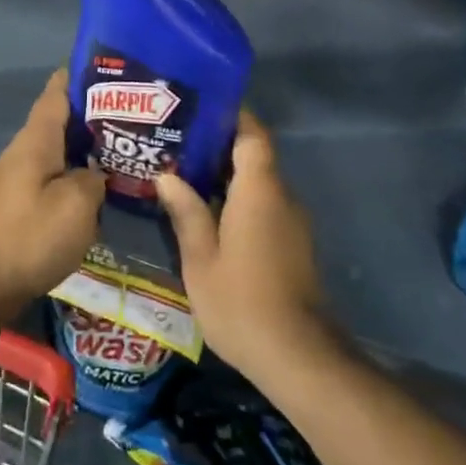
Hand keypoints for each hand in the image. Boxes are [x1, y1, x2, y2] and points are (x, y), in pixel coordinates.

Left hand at [0, 70, 103, 318]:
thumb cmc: (31, 236)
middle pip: (58, 122)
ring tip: (119, 149)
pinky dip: (72, 173)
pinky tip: (94, 188)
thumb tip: (95, 173)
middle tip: (130, 114)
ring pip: (55, 151)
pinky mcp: (16, 204)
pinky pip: (49, 176)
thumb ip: (94, 179)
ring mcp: (15, 178)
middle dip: (90, 115)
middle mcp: (22, 152)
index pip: (56, 93)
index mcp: (35, 141)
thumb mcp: (78, 205)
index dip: (77, 76)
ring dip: (82, 148)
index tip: (106, 67)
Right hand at [155, 111, 333, 386]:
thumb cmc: (241, 302)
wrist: (298, 356)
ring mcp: (291, 221)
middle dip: (217, 144)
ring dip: (225, 174)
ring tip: (182, 172)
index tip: (198, 108)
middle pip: (254, 154)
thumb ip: (186, 212)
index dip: (230, 115)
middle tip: (175, 140)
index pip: (252, 134)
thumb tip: (167, 176)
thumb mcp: (200, 258)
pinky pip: (263, 204)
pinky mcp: (292, 243)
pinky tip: (205, 211)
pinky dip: (236, 198)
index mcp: (260, 190)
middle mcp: (281, 196)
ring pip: (257, 182)